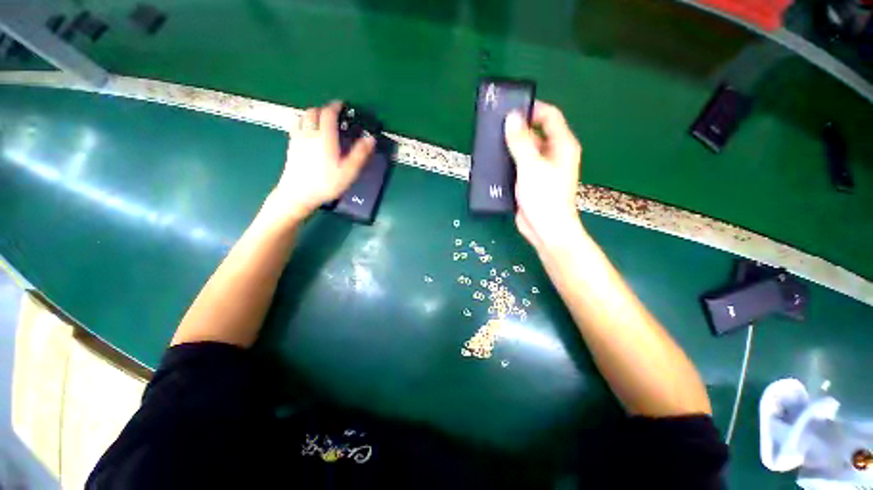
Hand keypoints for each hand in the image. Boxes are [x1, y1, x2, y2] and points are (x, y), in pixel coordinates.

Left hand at [265, 101, 374, 224]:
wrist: (298, 194)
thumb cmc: (326, 183)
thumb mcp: (348, 171)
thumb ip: (360, 154)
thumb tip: (371, 138)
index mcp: (324, 137)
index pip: (328, 113)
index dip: (335, 107)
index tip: (342, 105)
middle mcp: (309, 133)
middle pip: (313, 111)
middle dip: (324, 110)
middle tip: (334, 116)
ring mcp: (297, 139)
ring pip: (302, 117)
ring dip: (313, 115)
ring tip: (321, 123)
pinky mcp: (290, 146)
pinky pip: (296, 127)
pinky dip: (303, 123)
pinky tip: (308, 133)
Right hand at [504, 101, 582, 252]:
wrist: (545, 227)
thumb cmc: (544, 195)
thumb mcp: (531, 165)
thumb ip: (520, 141)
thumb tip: (512, 117)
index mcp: (562, 145)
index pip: (550, 116)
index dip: (532, 109)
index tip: (511, 109)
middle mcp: (553, 154)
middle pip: (535, 133)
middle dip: (517, 129)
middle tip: (495, 128)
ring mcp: (541, 169)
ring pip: (525, 150)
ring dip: (511, 147)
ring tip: (492, 143)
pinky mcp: (530, 181)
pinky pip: (519, 165)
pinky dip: (509, 162)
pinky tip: (495, 162)